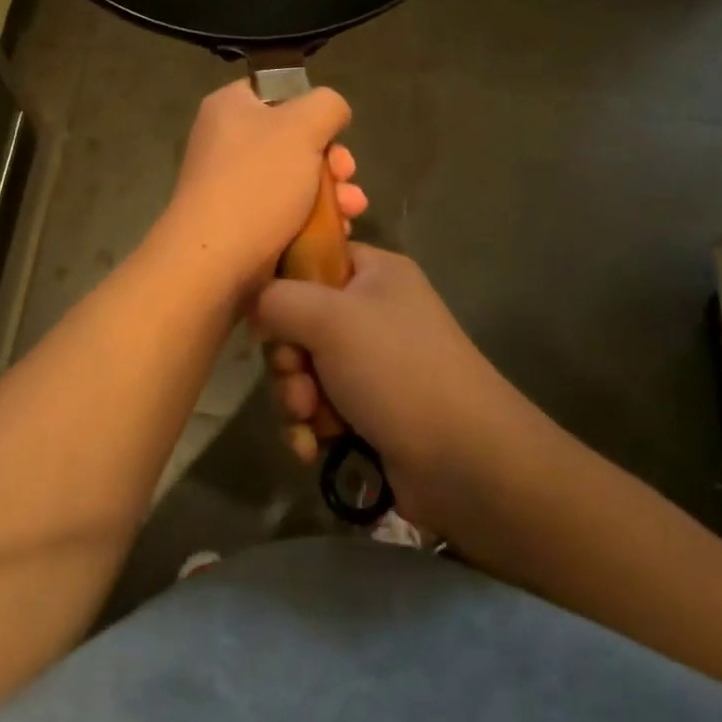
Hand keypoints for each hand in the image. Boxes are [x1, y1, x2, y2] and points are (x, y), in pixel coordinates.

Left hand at [156, 79, 368, 292]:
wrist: (215, 261)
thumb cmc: (257, 182)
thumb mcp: (302, 127)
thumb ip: (326, 106)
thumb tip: (331, 113)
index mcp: (230, 107)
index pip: (278, 91)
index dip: (312, 109)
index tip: (334, 133)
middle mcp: (226, 140)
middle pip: (294, 138)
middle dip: (332, 159)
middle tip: (348, 174)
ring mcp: (231, 183)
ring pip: (296, 177)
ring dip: (332, 191)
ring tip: (353, 209)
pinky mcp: (241, 221)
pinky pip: (285, 210)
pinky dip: (313, 218)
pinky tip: (338, 230)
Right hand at [252, 245, 506, 529]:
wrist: (466, 463)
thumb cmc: (397, 370)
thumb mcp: (329, 318)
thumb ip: (277, 298)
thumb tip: (256, 304)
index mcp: (374, 273)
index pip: (312, 257)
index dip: (282, 284)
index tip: (267, 315)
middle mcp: (373, 312)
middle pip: (299, 321)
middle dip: (289, 359)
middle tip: (300, 381)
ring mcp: (373, 364)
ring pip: (305, 369)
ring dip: (296, 397)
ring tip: (312, 420)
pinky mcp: (370, 410)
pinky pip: (320, 407)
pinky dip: (311, 426)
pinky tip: (314, 446)